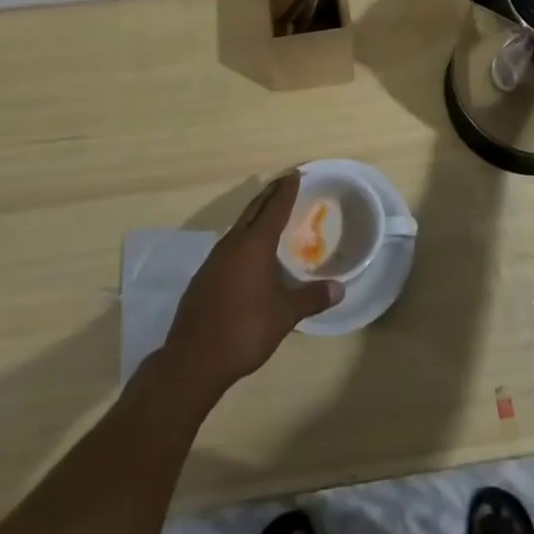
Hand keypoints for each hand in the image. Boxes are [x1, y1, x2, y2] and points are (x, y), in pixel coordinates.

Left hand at [161, 173, 340, 401]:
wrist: (193, 359)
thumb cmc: (244, 329)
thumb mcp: (285, 314)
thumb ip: (311, 298)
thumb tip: (339, 289)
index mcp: (255, 244)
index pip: (275, 208)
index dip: (286, 190)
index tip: (295, 174)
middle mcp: (233, 244)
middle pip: (254, 210)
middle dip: (270, 194)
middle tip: (284, 182)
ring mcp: (214, 260)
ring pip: (239, 227)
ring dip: (255, 216)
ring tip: (268, 213)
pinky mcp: (204, 277)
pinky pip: (229, 246)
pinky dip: (243, 238)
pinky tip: (247, 253)